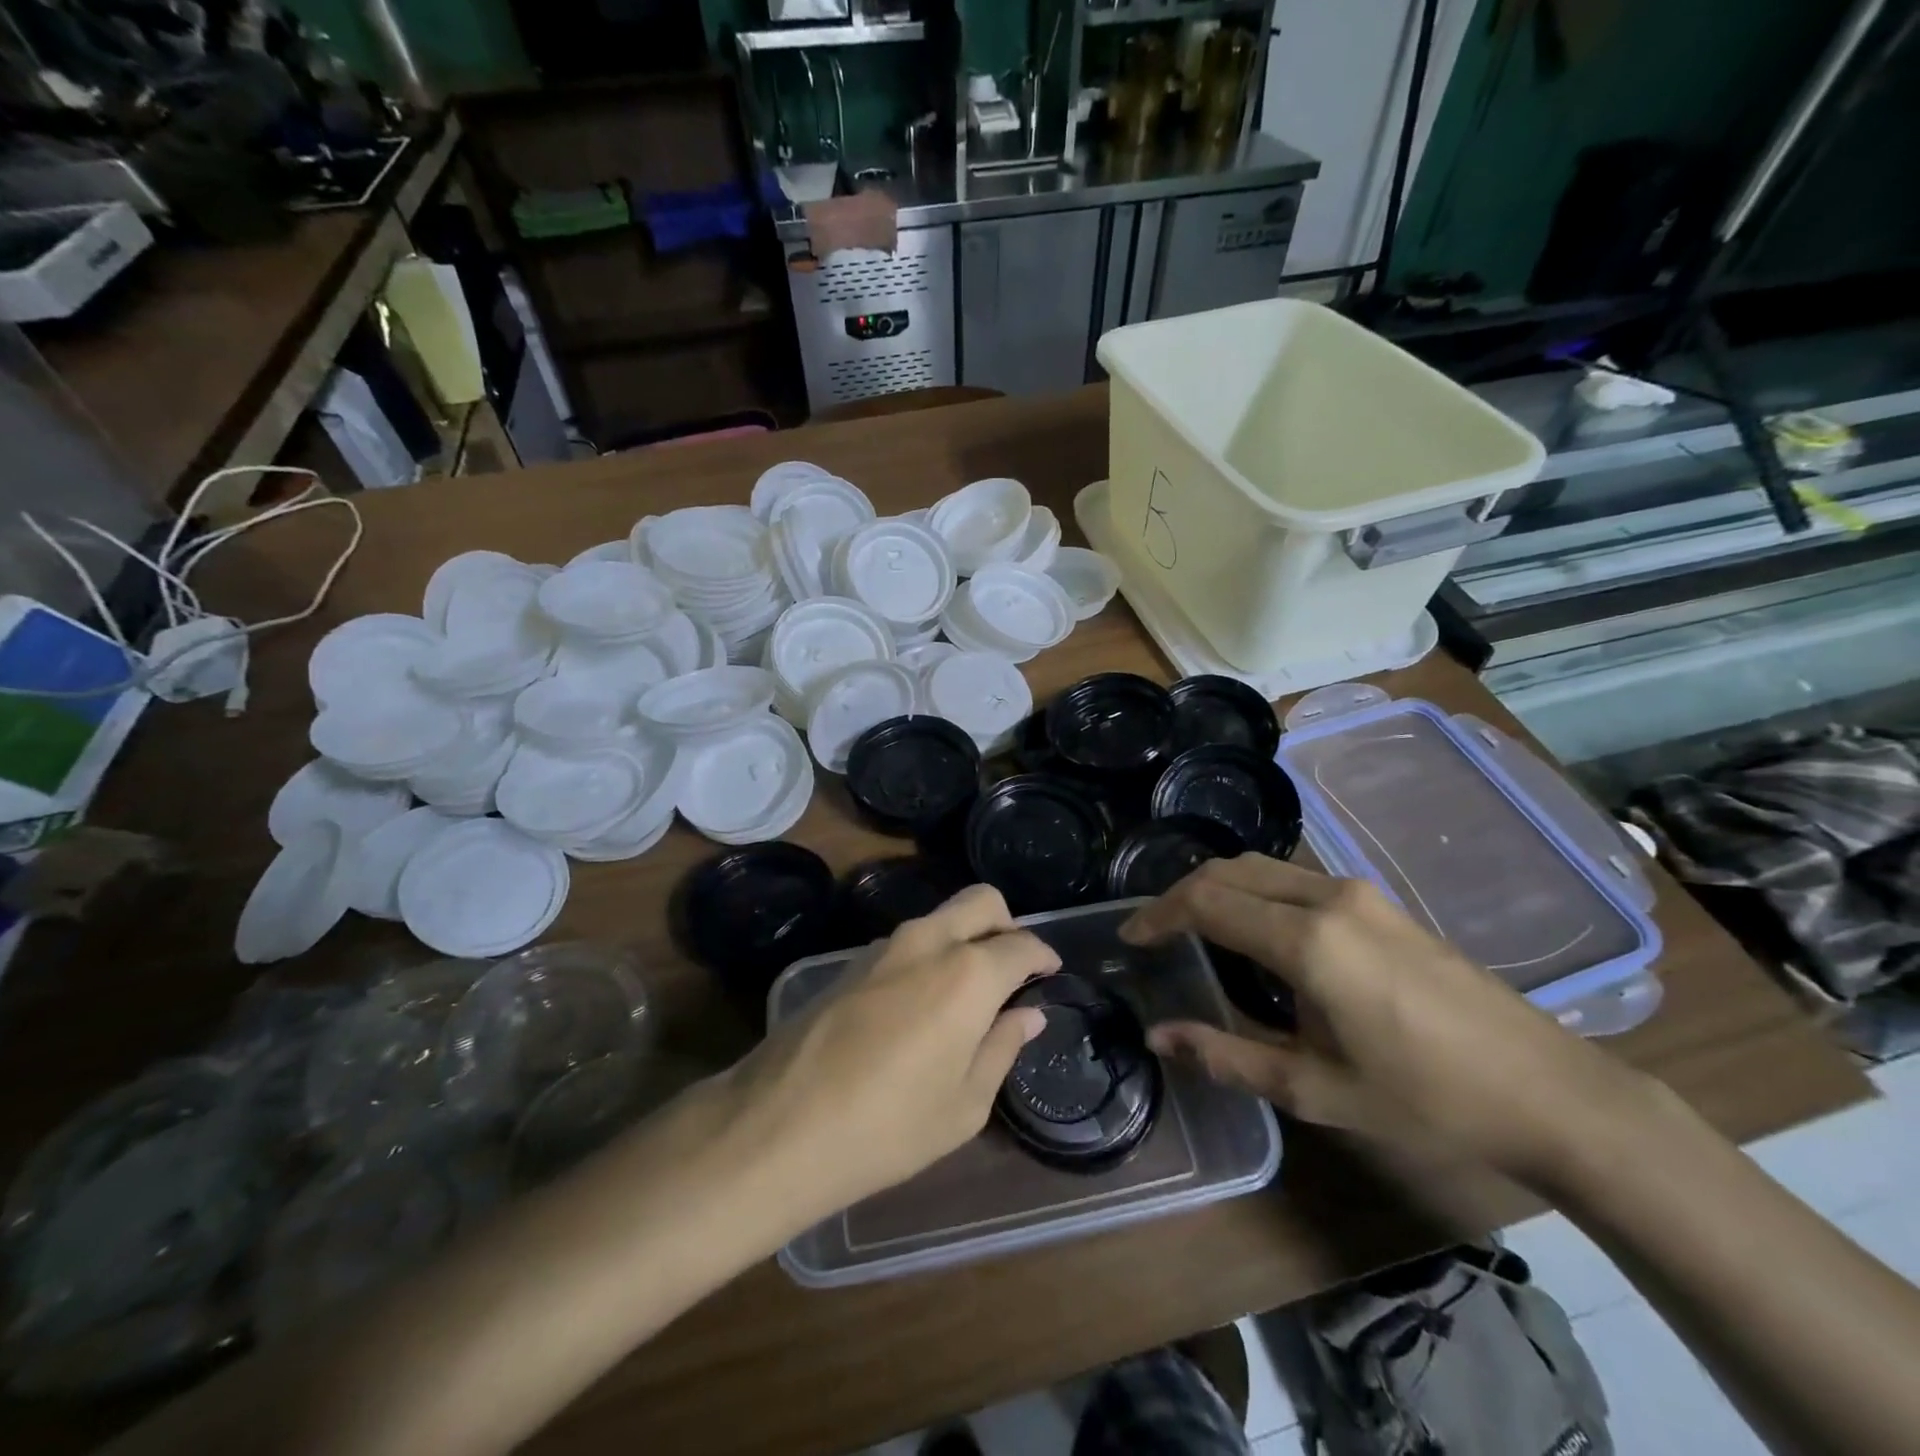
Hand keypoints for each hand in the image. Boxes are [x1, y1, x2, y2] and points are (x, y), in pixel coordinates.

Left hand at [717, 885, 1056, 1220]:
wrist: (779, 1126)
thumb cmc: (889, 1126)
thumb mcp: (964, 1103)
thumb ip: (1002, 1047)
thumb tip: (1028, 1014)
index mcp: (968, 973)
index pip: (1021, 943)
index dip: (1043, 955)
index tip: (1050, 972)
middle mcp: (928, 942)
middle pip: (981, 902)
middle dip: (1006, 923)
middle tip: (1013, 967)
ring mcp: (883, 947)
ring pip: (940, 918)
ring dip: (964, 939)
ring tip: (967, 993)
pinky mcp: (849, 962)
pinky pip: (906, 942)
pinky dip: (929, 955)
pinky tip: (920, 1005)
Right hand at [1122, 856, 1648, 1184]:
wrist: (1550, 1091)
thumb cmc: (1426, 1098)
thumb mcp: (1314, 1089)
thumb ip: (1226, 1056)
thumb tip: (1158, 1037)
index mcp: (1307, 940)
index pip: (1206, 901)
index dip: (1159, 914)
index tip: (1131, 936)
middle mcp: (1327, 897)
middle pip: (1229, 871)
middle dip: (1181, 893)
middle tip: (1155, 931)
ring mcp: (1358, 893)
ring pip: (1262, 868)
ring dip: (1219, 888)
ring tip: (1194, 929)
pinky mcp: (1379, 902)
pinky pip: (1293, 879)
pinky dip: (1254, 892)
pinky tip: (1255, 932)